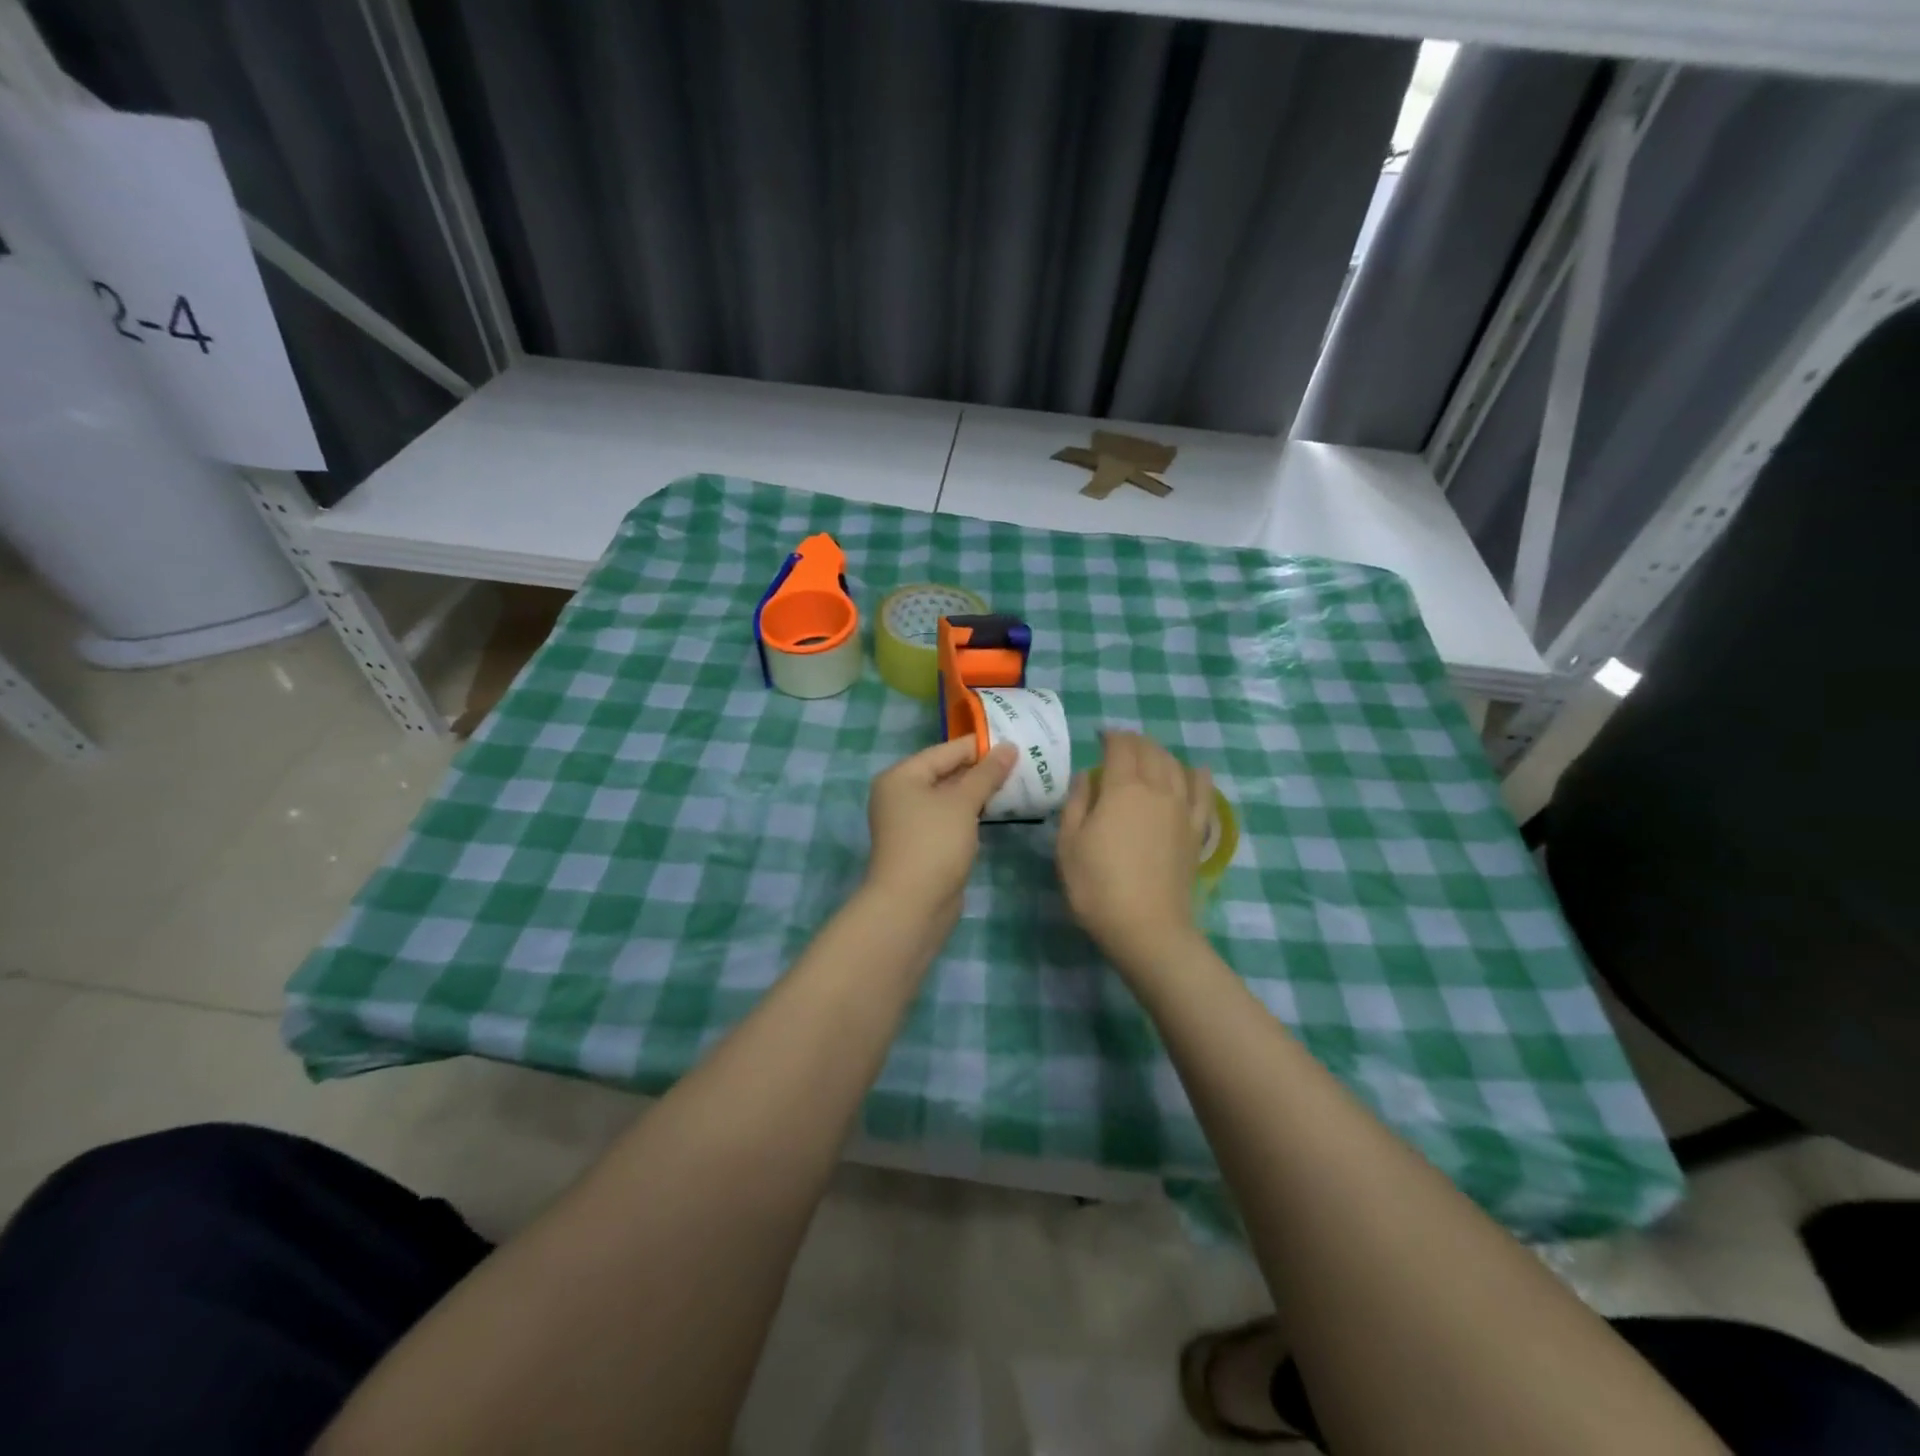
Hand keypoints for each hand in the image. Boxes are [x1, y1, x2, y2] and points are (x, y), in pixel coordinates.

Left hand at [863, 737, 1016, 918]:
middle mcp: (900, 795)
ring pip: (948, 798)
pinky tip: (996, 810)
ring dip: (977, 792)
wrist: (912, 905)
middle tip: (1019, 762)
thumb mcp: (963, 803)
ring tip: (1014, 782)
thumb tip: (1009, 747)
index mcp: (901, 776)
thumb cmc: (934, 843)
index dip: (979, 746)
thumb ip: (987, 773)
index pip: (944, 751)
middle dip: (980, 770)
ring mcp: (909, 822)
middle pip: (945, 773)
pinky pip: (949, 818)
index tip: (1014, 742)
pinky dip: (970, 813)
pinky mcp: (922, 844)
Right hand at [1056, 732, 1212, 973]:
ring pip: (1176, 766)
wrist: (1146, 927)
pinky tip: (1196, 771)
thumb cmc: (1097, 886)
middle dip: (1134, 741)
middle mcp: (1157, 789)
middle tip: (1120, 744)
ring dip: (1161, 753)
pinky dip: (1199, 777)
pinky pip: (1203, 793)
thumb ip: (1077, 803)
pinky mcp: (1196, 831)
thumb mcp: (1069, 844)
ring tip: (1149, 754)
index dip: (1111, 737)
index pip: (1120, 748)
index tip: (1100, 736)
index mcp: (1121, 788)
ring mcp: (1181, 809)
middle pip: (1150, 752)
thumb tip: (1086, 775)